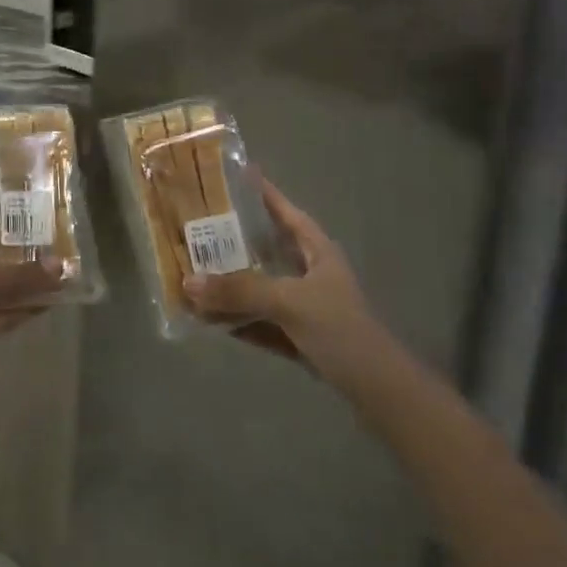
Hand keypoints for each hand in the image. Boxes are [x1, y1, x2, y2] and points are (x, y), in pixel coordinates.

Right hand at [182, 176, 382, 385]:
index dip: (264, 194)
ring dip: (232, 285)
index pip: (286, 212)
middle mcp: (310, 273)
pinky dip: (238, 320)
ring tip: (194, 273)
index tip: (235, 176)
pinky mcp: (300, 338)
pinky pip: (261, 321)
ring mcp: (305, 307)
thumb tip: (188, 282)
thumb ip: (240, 291)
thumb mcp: (290, 302)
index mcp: (317, 251)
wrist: (378, 390)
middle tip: (198, 226)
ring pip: (260, 288)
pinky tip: (210, 319)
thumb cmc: (340, 329)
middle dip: (235, 240)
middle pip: (268, 249)